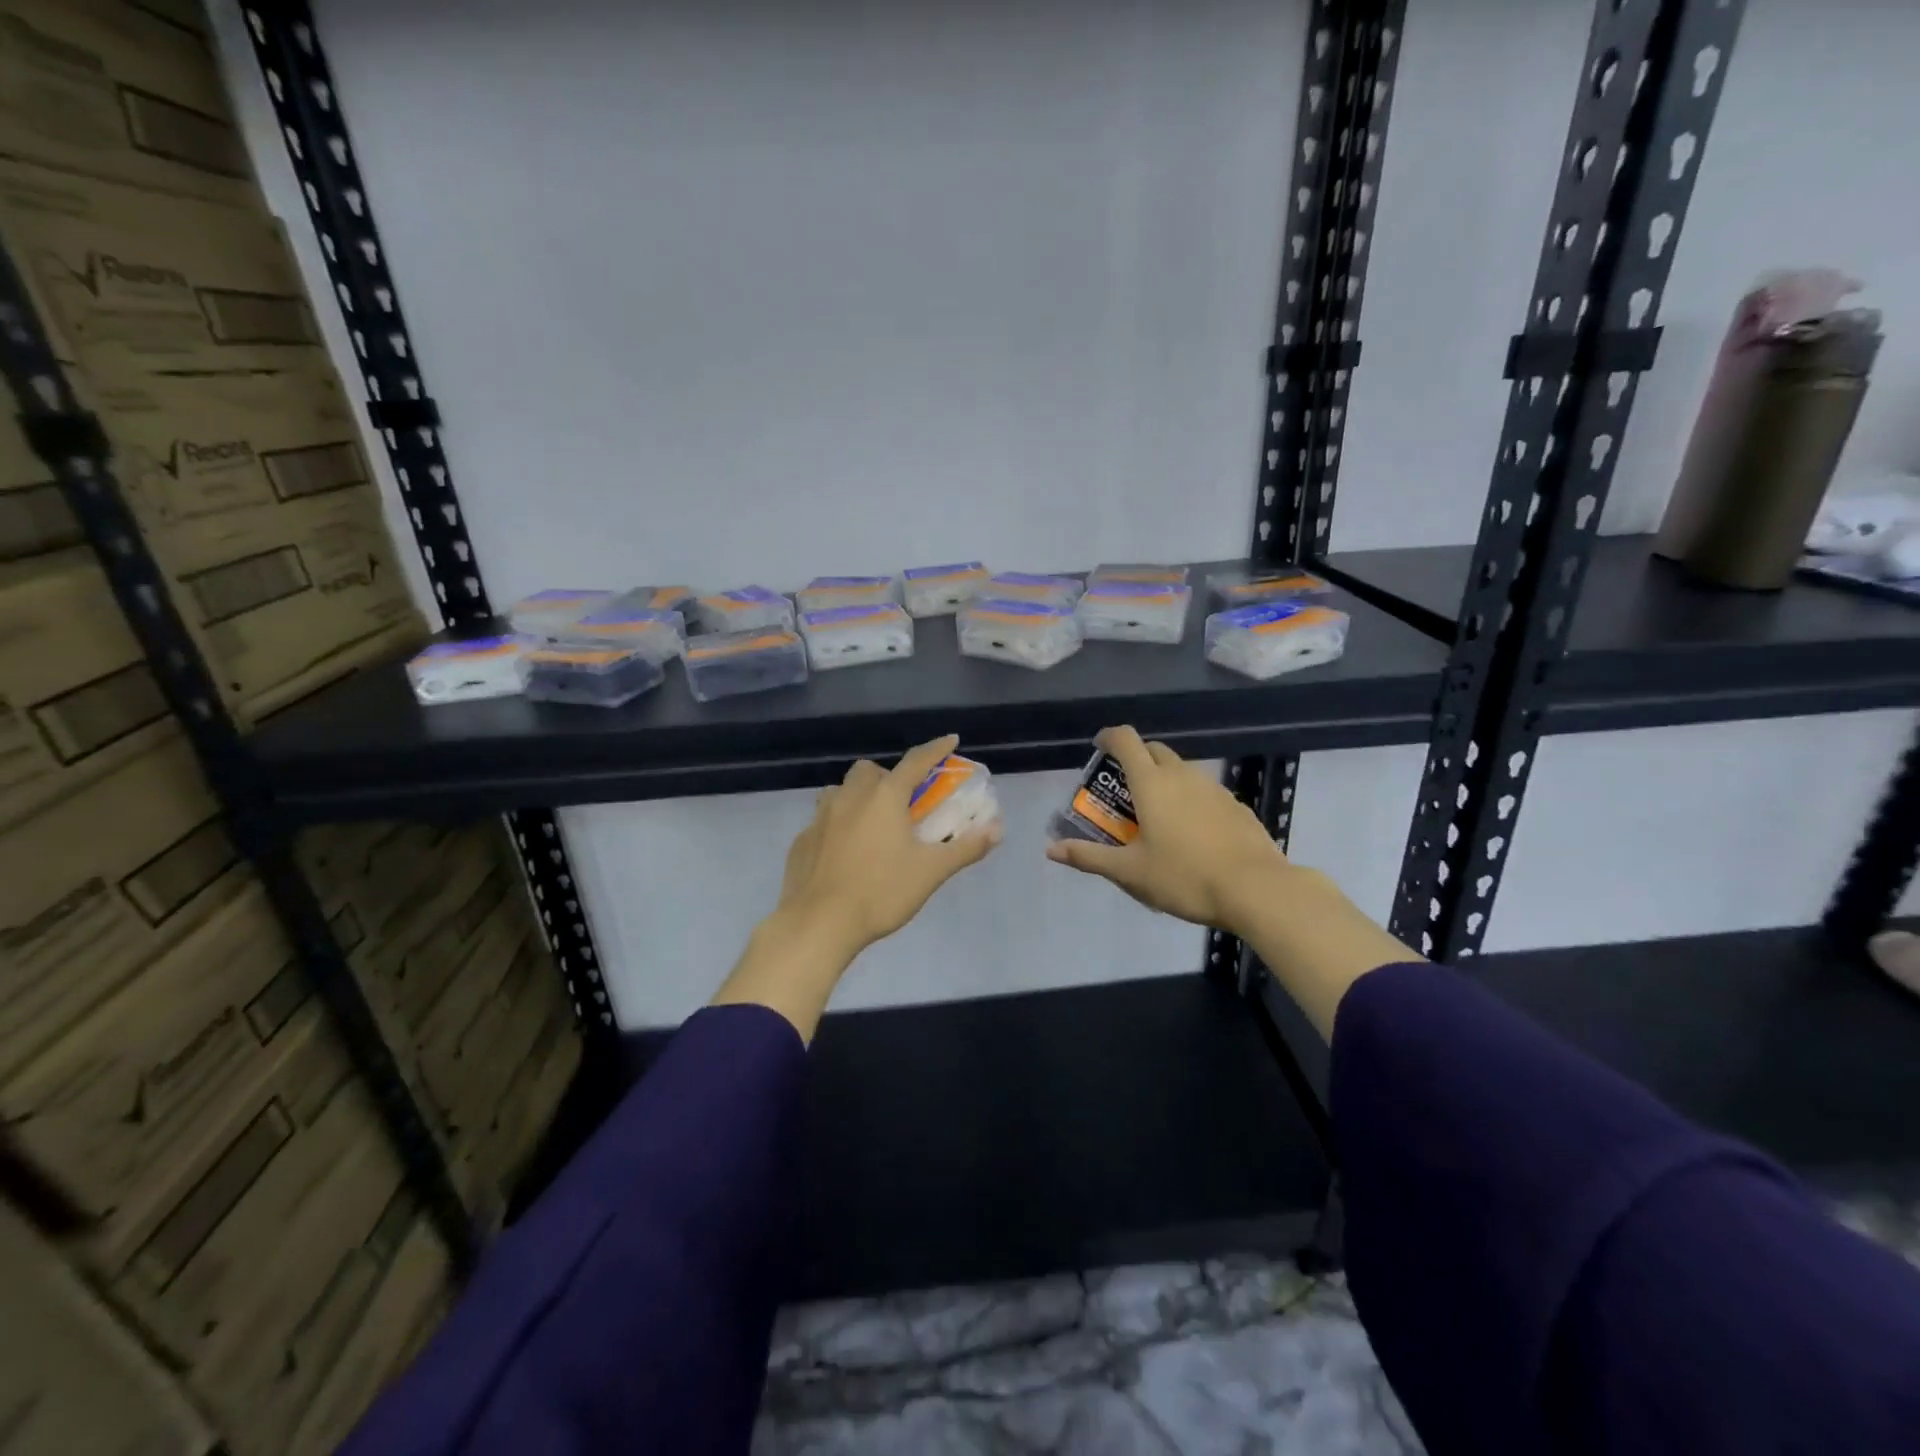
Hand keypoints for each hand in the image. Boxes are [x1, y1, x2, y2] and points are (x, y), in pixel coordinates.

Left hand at [776, 734, 1001, 956]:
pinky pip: (822, 821)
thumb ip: (965, 847)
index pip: (916, 761)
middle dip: (888, 777)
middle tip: (902, 802)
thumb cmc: (881, 892)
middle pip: (869, 771)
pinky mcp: (802, 840)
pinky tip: (844, 852)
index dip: (936, 749)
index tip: (950, 740)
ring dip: (858, 797)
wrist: (819, 923)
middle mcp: (850, 797)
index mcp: (884, 797)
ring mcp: (820, 817)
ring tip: (871, 823)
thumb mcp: (931, 872)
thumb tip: (997, 829)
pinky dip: (837, 826)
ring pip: (840, 791)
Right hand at [1045, 725, 1289, 936]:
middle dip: (1135, 760)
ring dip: (1163, 780)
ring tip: (1155, 815)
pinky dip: (1189, 799)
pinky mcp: (1235, 805)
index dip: (1109, 737)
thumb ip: (1089, 857)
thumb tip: (1051, 849)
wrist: (1256, 889)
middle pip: (1154, 751)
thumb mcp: (1130, 872)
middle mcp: (1182, 775)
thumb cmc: (1184, 877)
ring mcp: (1213, 788)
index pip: (1126, 741)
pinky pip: (1203, 791)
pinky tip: (1191, 833)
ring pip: (1181, 770)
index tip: (1099, 747)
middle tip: (1122, 790)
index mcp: (1151, 784)